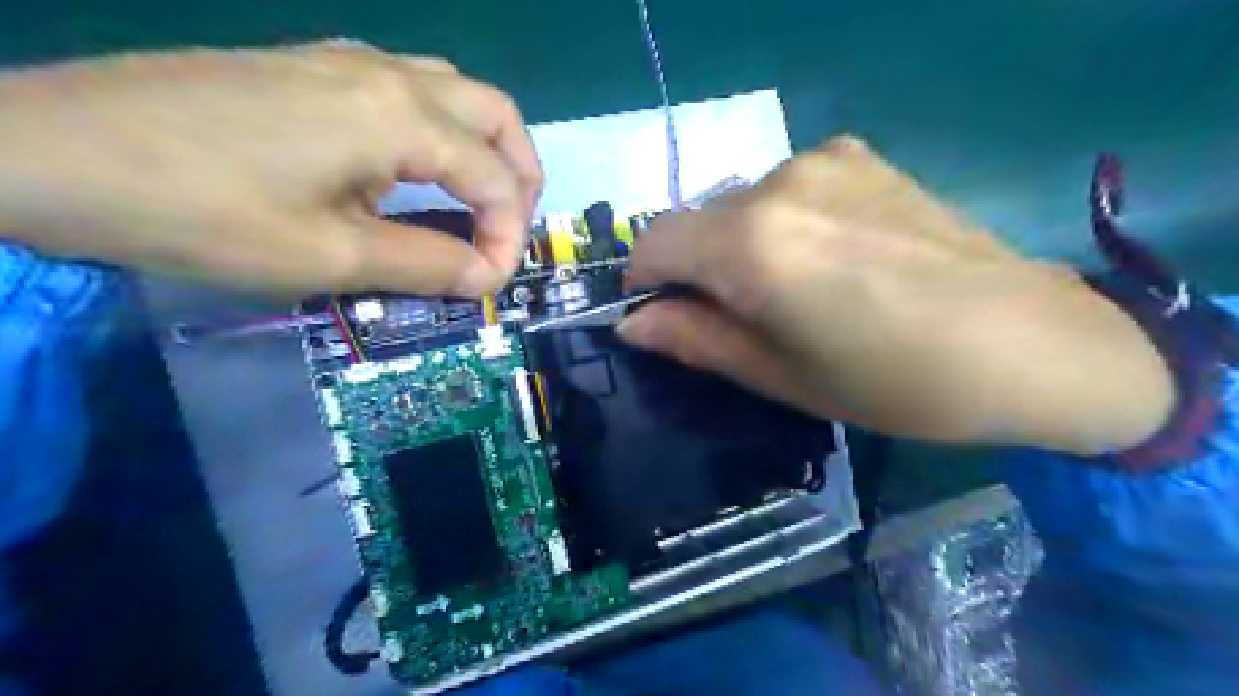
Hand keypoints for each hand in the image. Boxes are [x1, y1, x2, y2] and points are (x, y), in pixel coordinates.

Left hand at [0, 40, 544, 295]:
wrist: (48, 150)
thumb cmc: (201, 211)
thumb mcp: (330, 256)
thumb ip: (426, 264)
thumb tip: (485, 277)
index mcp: (399, 117)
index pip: (496, 179)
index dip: (507, 237)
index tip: (489, 284)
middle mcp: (387, 74)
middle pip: (497, 114)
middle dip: (521, 176)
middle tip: (509, 229)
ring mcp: (347, 61)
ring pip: (458, 92)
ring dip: (485, 148)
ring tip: (478, 202)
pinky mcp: (313, 67)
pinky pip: (411, 89)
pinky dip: (441, 132)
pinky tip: (416, 170)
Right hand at [625, 137, 1172, 454]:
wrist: (1029, 343)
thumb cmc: (893, 382)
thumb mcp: (780, 377)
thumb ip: (695, 340)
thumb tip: (632, 323)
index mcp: (752, 245)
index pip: (653, 243)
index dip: (644, 282)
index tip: (662, 316)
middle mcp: (777, 183)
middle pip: (696, 221)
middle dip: (696, 268)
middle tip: (739, 317)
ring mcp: (823, 161)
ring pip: (740, 205)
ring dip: (740, 245)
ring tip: (796, 290)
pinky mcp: (859, 155)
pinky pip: (787, 189)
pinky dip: (782, 222)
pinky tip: (834, 257)